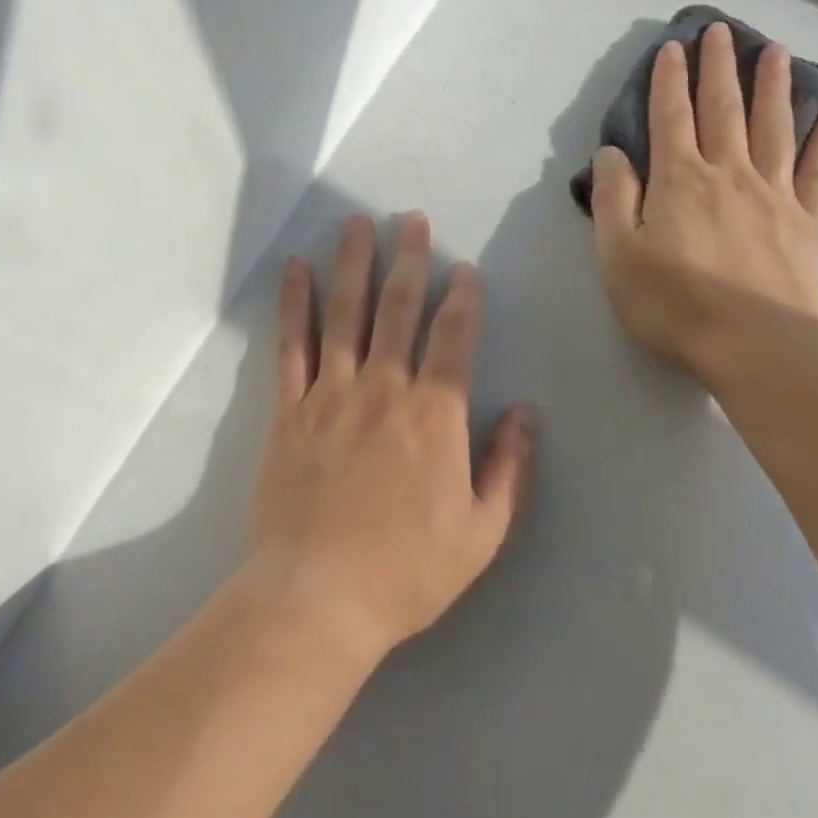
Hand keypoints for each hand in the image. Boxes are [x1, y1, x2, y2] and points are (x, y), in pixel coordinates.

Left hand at [244, 213, 534, 666]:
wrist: (317, 597)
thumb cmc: (406, 571)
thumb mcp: (482, 533)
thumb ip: (508, 467)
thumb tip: (527, 412)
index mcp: (435, 415)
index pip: (454, 337)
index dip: (462, 297)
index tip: (463, 268)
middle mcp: (384, 388)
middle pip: (399, 309)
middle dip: (410, 260)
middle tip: (412, 220)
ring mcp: (332, 393)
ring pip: (346, 312)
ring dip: (354, 263)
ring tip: (358, 222)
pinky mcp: (289, 408)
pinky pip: (292, 344)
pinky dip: (294, 303)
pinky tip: (296, 269)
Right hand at [590, 22, 817, 385]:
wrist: (757, 346)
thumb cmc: (674, 304)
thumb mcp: (618, 255)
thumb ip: (614, 198)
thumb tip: (613, 153)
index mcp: (679, 180)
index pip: (670, 116)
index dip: (669, 80)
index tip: (673, 47)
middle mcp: (728, 173)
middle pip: (723, 108)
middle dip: (719, 67)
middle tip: (721, 30)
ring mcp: (773, 193)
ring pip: (773, 126)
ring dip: (772, 86)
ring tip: (775, 51)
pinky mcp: (807, 220)